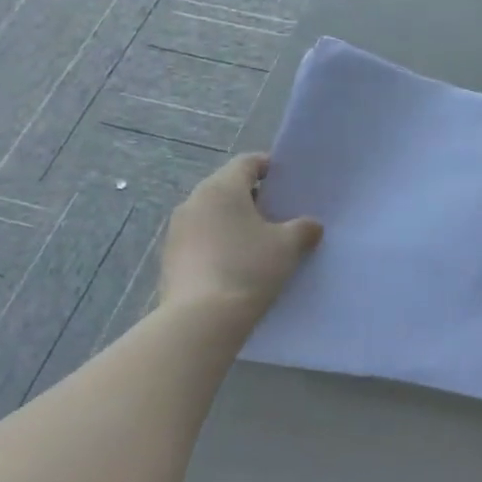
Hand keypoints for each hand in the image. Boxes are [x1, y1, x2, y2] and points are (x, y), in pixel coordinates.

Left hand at [158, 154, 320, 319]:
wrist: (202, 319)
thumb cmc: (249, 268)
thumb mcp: (288, 246)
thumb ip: (304, 228)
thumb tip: (311, 225)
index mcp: (222, 188)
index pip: (247, 163)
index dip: (269, 167)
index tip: (287, 182)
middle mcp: (194, 201)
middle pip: (228, 187)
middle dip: (253, 198)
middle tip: (279, 215)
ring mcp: (177, 230)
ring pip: (212, 214)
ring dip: (234, 222)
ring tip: (259, 242)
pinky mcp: (170, 257)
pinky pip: (201, 238)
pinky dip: (219, 243)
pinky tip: (237, 264)